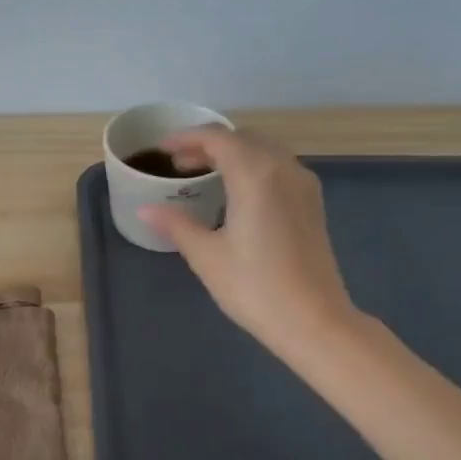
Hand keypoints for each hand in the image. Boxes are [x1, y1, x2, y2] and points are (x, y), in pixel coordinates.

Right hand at [138, 128, 364, 361]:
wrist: (314, 322)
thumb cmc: (255, 287)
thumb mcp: (206, 256)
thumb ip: (176, 225)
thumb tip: (145, 210)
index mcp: (255, 175)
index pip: (217, 138)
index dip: (187, 137)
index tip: (163, 149)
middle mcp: (283, 169)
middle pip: (242, 139)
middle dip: (208, 145)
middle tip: (179, 163)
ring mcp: (303, 185)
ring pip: (263, 151)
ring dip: (232, 154)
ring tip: (204, 175)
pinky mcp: (312, 204)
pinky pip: (278, 168)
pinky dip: (252, 168)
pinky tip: (236, 193)